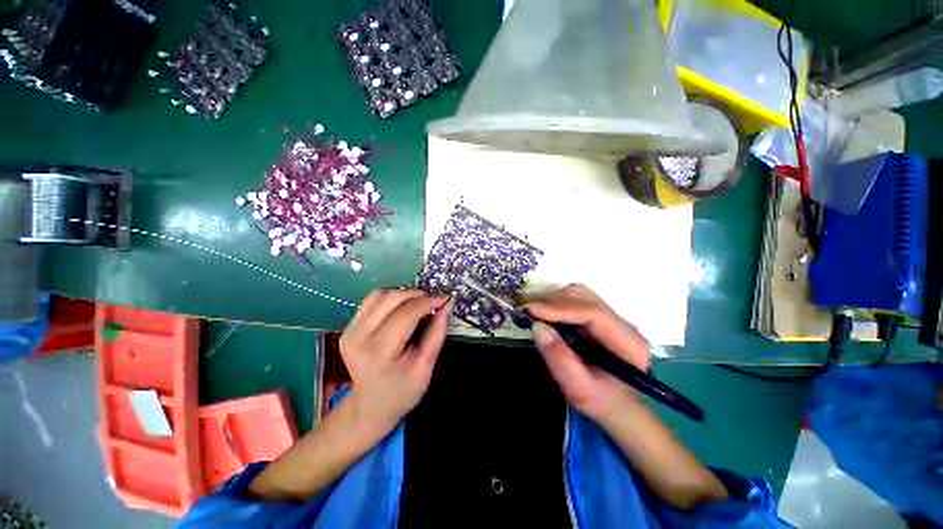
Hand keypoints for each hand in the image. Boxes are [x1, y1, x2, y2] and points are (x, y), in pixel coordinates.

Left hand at [340, 288, 452, 438]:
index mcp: (379, 351)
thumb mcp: (426, 366)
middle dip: (417, 294)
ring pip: (380, 294)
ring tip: (421, 302)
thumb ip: (437, 332)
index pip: (406, 314)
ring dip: (404, 293)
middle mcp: (359, 336)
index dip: (428, 302)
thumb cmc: (402, 391)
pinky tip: (404, 305)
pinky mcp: (349, 326)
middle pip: (391, 299)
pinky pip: (372, 300)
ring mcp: (350, 330)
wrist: (370, 406)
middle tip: (435, 300)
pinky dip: (392, 297)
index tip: (445, 298)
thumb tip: (447, 303)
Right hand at [524, 284, 649, 419]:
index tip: (530, 309)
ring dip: (552, 299)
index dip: (560, 308)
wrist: (617, 405)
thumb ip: (558, 358)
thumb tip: (537, 326)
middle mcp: (622, 323)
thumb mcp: (578, 387)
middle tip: (525, 310)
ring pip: (579, 294)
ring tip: (532, 310)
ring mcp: (611, 316)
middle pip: (585, 298)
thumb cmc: (600, 400)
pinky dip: (555, 302)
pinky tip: (543, 312)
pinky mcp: (599, 316)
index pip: (593, 313)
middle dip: (552, 301)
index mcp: (628, 342)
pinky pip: (575, 299)